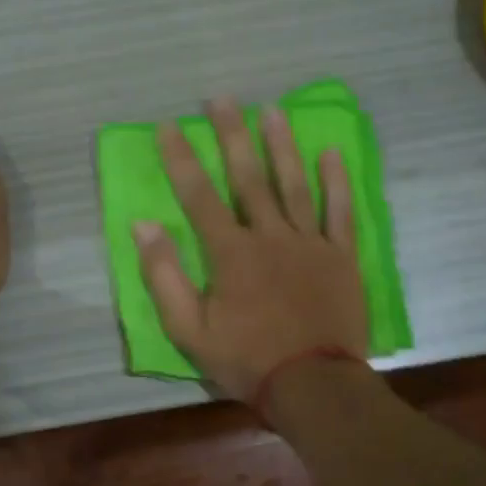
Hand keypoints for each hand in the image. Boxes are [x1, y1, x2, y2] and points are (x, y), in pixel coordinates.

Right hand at [134, 98, 367, 401]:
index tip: (169, 125)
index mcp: (230, 253)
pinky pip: (339, 211)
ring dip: (281, 145)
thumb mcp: (188, 329)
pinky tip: (330, 152)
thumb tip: (144, 225)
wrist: (313, 386)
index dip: (181, 158)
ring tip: (271, 110)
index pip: (199, 195)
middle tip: (221, 99)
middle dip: (231, 135)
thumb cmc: (246, 360)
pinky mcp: (341, 256)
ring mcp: (310, 243)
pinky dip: (335, 181)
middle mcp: (270, 236)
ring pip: (294, 184)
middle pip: (248, 177)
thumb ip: (164, 275)